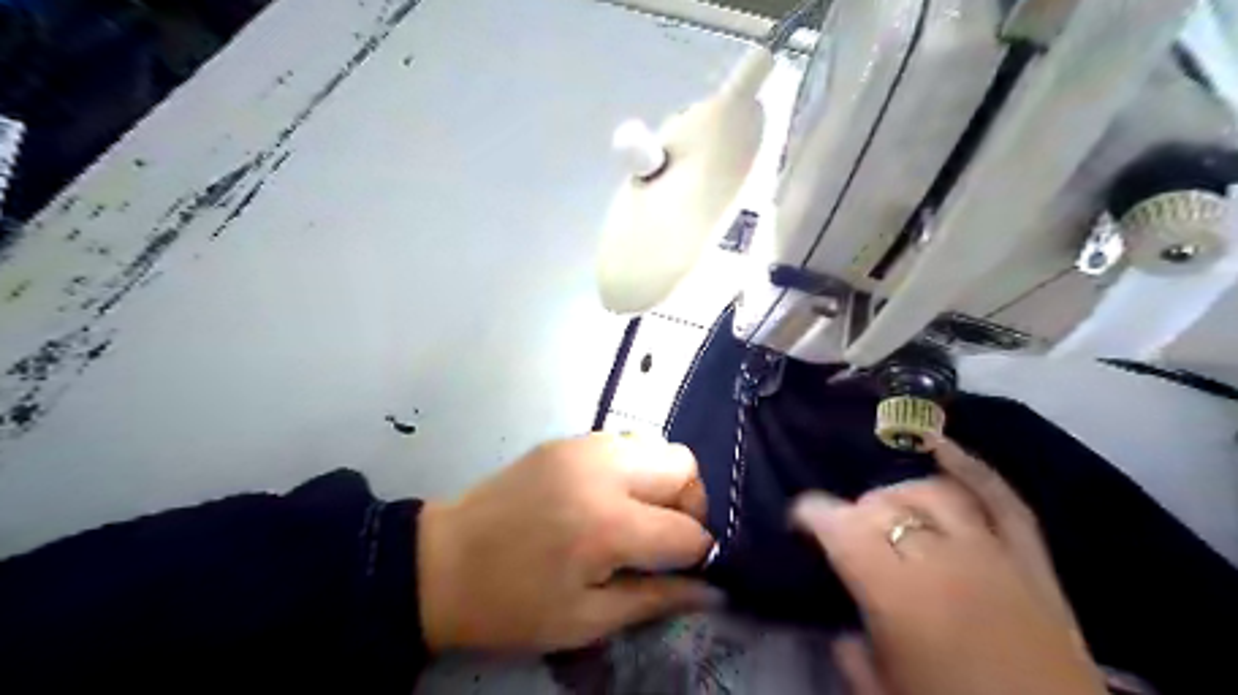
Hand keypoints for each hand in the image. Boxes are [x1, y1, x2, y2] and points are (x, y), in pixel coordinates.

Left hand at [415, 432, 716, 652]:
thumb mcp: (585, 620)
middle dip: (690, 505)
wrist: (440, 562)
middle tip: (664, 537)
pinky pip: (625, 441)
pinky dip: (634, 468)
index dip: (697, 555)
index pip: (688, 530)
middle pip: (685, 466)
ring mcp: (584, 446)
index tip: (684, 571)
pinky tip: (608, 497)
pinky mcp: (567, 440)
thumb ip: (656, 600)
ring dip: (663, 481)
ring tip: (638, 515)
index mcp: (608, 524)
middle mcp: (604, 471)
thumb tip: (711, 592)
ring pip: (658, 445)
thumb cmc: (511, 604)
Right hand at [797, 441, 1108, 693]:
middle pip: (884, 506)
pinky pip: (1001, 499)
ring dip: (899, 494)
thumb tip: (843, 629)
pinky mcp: (1032, 560)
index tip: (799, 518)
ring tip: (888, 509)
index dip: (812, 513)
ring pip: (933, 493)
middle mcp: (942, 559)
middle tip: (846, 534)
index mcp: (898, 594)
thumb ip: (853, 655)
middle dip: (854, 511)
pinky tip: (942, 447)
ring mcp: (992, 553)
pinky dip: (971, 468)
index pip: (842, 528)